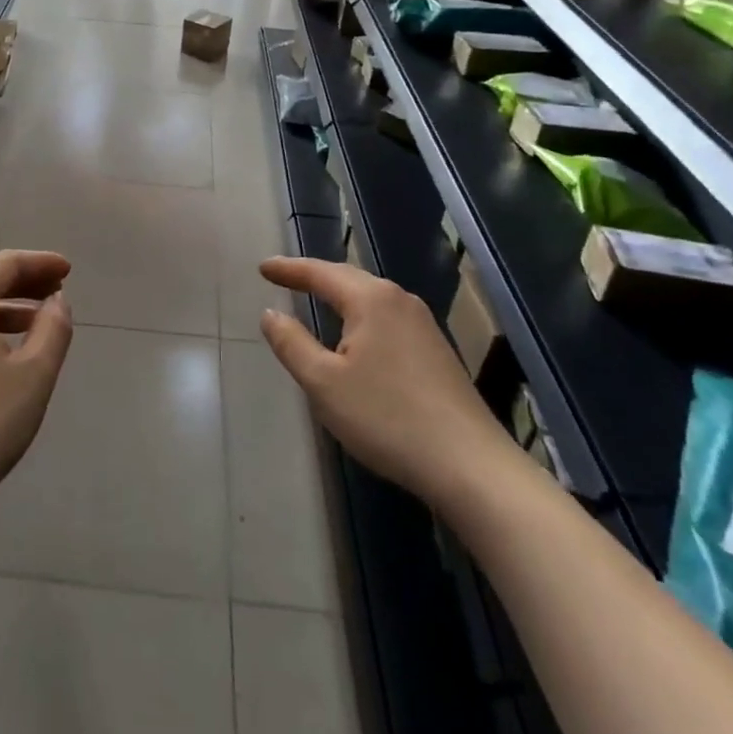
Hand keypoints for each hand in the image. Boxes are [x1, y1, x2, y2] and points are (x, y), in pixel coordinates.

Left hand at [0, 251, 73, 532]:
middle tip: (58, 291)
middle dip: (23, 281)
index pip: (5, 263)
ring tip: (39, 322)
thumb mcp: (33, 376)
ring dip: (5, 305)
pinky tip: (4, 351)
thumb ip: (53, 329)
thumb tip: (56, 302)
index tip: (68, 270)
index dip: (40, 263)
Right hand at [259, 257, 525, 508]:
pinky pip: (386, 318)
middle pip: (348, 278)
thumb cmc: (386, 418)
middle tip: (284, 277)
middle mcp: (399, 300)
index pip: (320, 273)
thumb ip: (291, 343)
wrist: (470, 465)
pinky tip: (356, 334)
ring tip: (315, 298)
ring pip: (371, 298)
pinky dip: (360, 316)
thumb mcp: (323, 383)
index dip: (288, 269)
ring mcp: (424, 325)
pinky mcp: (437, 350)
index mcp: (371, 299)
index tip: (262, 268)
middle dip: (314, 277)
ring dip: (339, 295)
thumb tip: (270, 313)